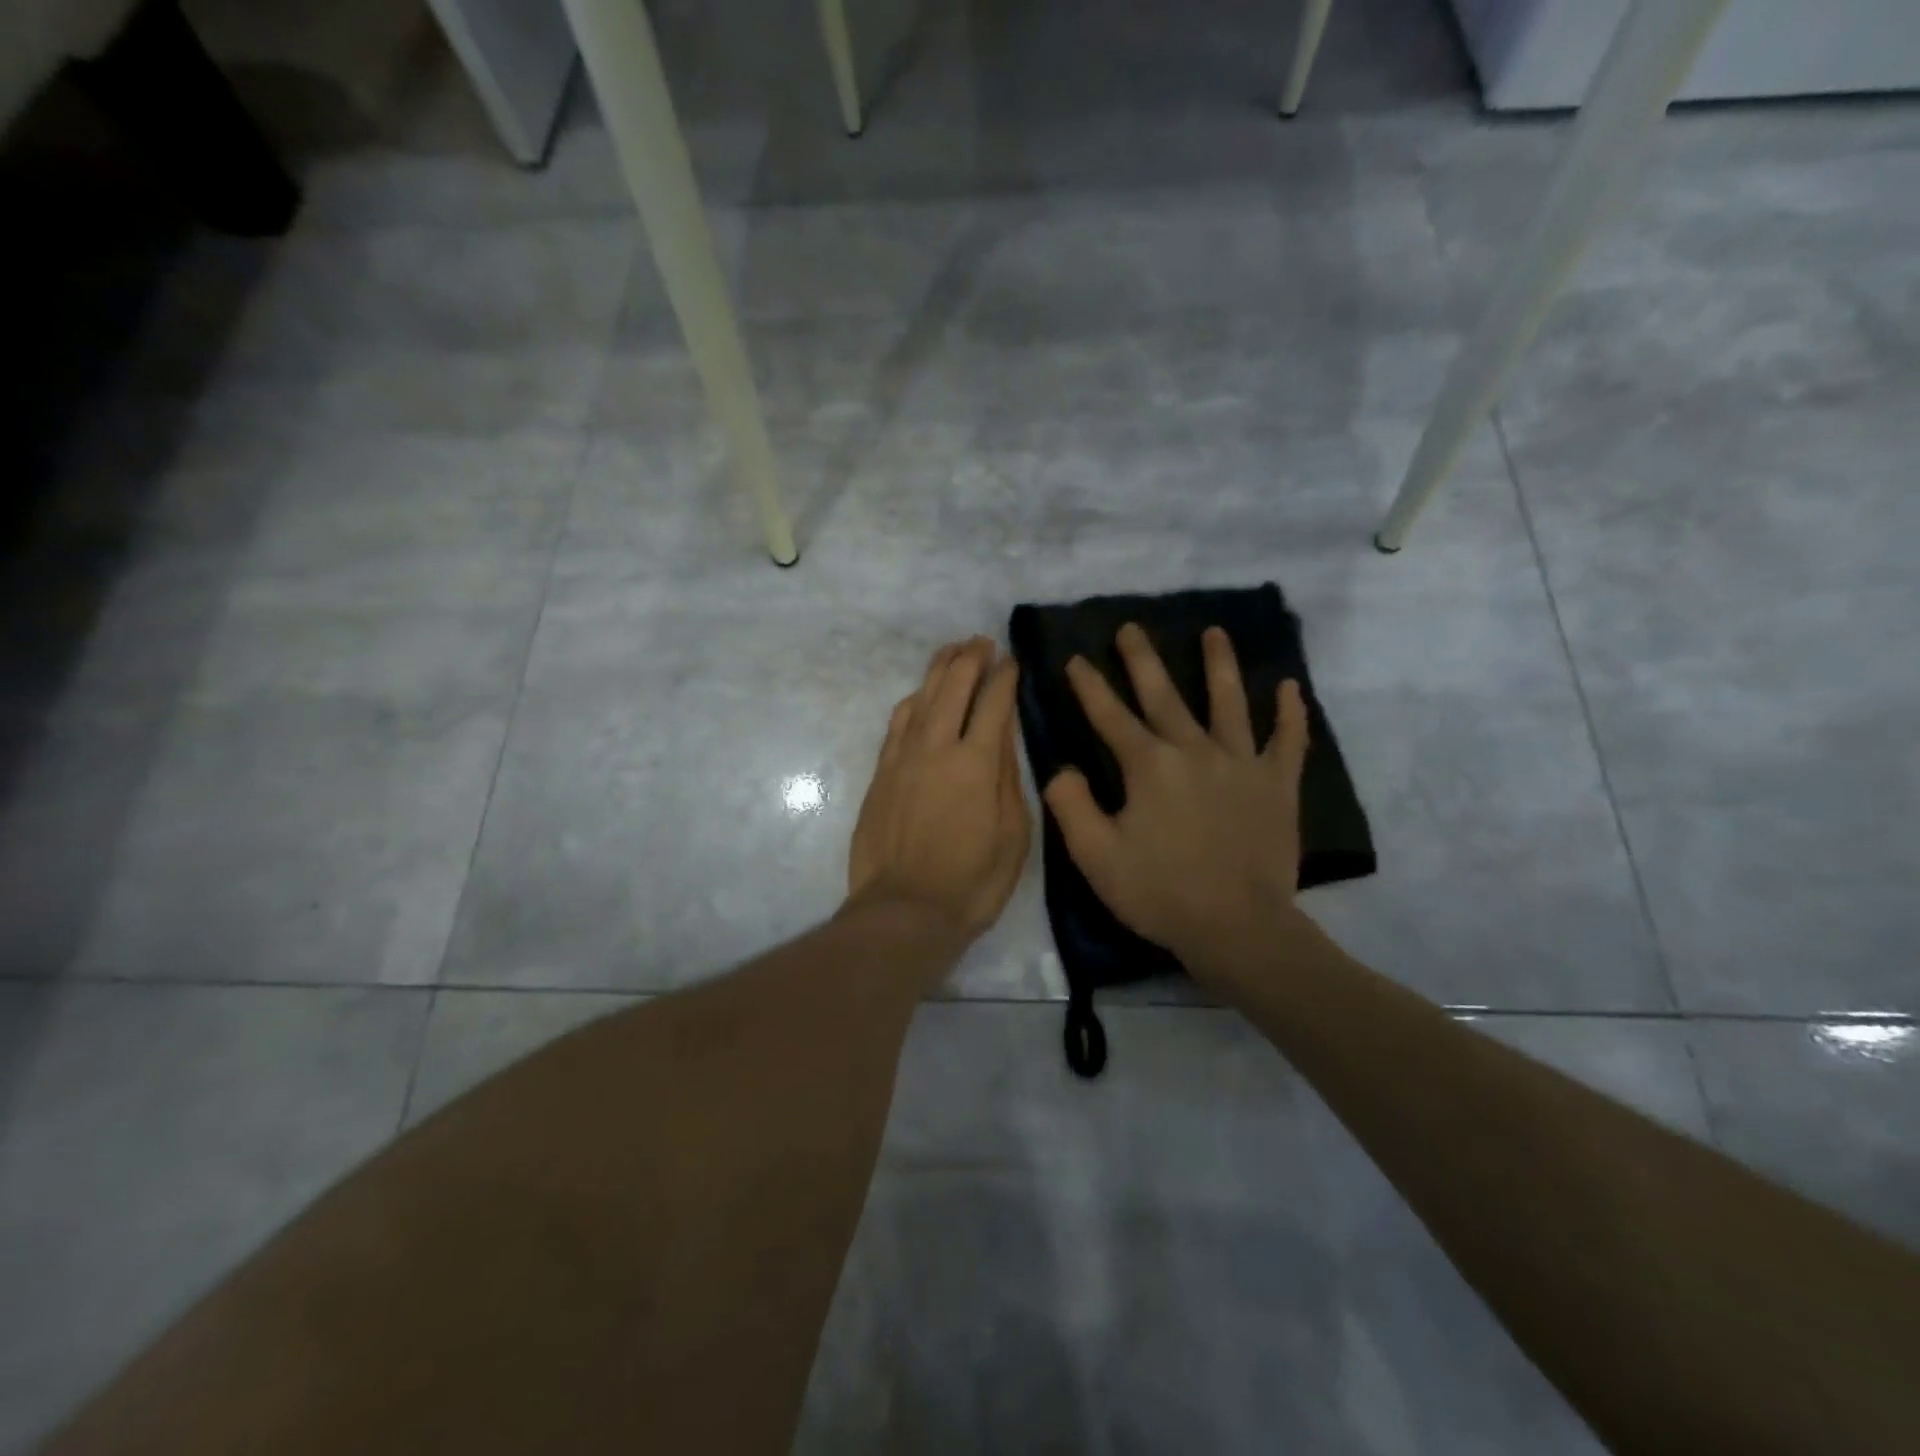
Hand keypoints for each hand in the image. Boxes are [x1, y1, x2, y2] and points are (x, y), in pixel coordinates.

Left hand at [847, 636, 1031, 940]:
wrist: (904, 910)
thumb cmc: (972, 882)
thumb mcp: (1013, 835)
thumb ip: (1009, 779)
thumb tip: (1004, 737)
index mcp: (977, 763)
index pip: (993, 703)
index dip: (1005, 676)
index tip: (1012, 660)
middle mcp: (936, 747)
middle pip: (953, 686)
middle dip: (970, 658)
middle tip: (982, 642)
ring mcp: (903, 758)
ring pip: (921, 697)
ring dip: (939, 670)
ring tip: (952, 652)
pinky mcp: (880, 773)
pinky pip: (897, 723)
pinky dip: (914, 701)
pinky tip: (920, 696)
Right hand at [1043, 624, 1311, 985]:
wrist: (1238, 928)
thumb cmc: (1160, 892)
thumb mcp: (1095, 856)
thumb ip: (1071, 805)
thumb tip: (1063, 768)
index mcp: (1149, 766)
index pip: (1110, 716)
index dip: (1089, 686)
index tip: (1075, 658)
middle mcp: (1195, 750)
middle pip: (1164, 695)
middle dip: (1143, 659)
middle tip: (1132, 628)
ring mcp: (1241, 764)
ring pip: (1229, 702)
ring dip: (1219, 665)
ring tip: (1214, 632)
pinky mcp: (1278, 785)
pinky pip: (1288, 741)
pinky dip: (1291, 713)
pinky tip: (1291, 687)